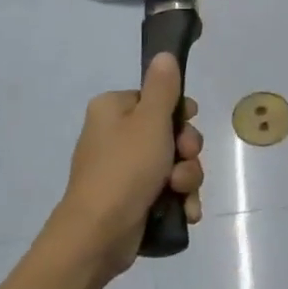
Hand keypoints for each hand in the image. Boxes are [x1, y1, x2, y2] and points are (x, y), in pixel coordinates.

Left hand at [47, 53, 203, 277]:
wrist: (99, 234)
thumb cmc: (125, 169)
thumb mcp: (151, 121)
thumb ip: (163, 87)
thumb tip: (164, 54)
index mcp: (113, 110)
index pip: (157, 100)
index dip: (180, 114)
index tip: (188, 125)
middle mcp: (116, 136)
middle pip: (170, 133)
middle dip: (187, 152)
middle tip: (184, 160)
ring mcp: (124, 170)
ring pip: (174, 164)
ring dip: (187, 178)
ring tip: (180, 193)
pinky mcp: (133, 198)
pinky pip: (167, 190)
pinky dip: (179, 199)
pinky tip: (185, 211)